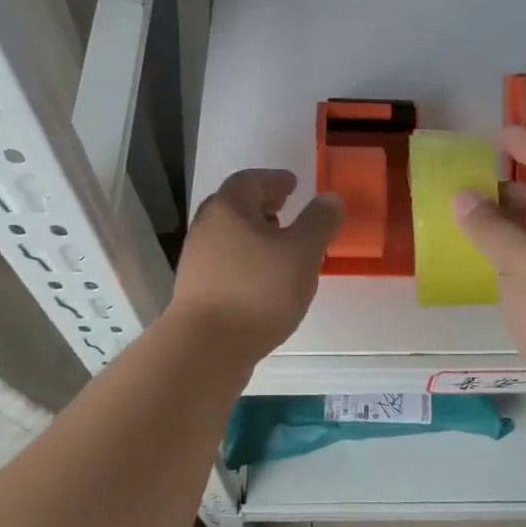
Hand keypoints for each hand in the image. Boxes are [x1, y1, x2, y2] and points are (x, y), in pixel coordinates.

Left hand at [171, 170, 342, 363]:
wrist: (206, 347)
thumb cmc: (258, 291)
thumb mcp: (302, 253)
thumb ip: (319, 222)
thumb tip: (330, 198)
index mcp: (229, 208)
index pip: (250, 180)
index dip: (274, 179)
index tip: (293, 185)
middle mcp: (206, 227)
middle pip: (235, 206)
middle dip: (262, 205)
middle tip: (286, 208)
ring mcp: (196, 260)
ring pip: (229, 235)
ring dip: (254, 234)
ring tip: (280, 247)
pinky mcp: (196, 290)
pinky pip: (225, 261)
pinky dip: (246, 259)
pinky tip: (264, 280)